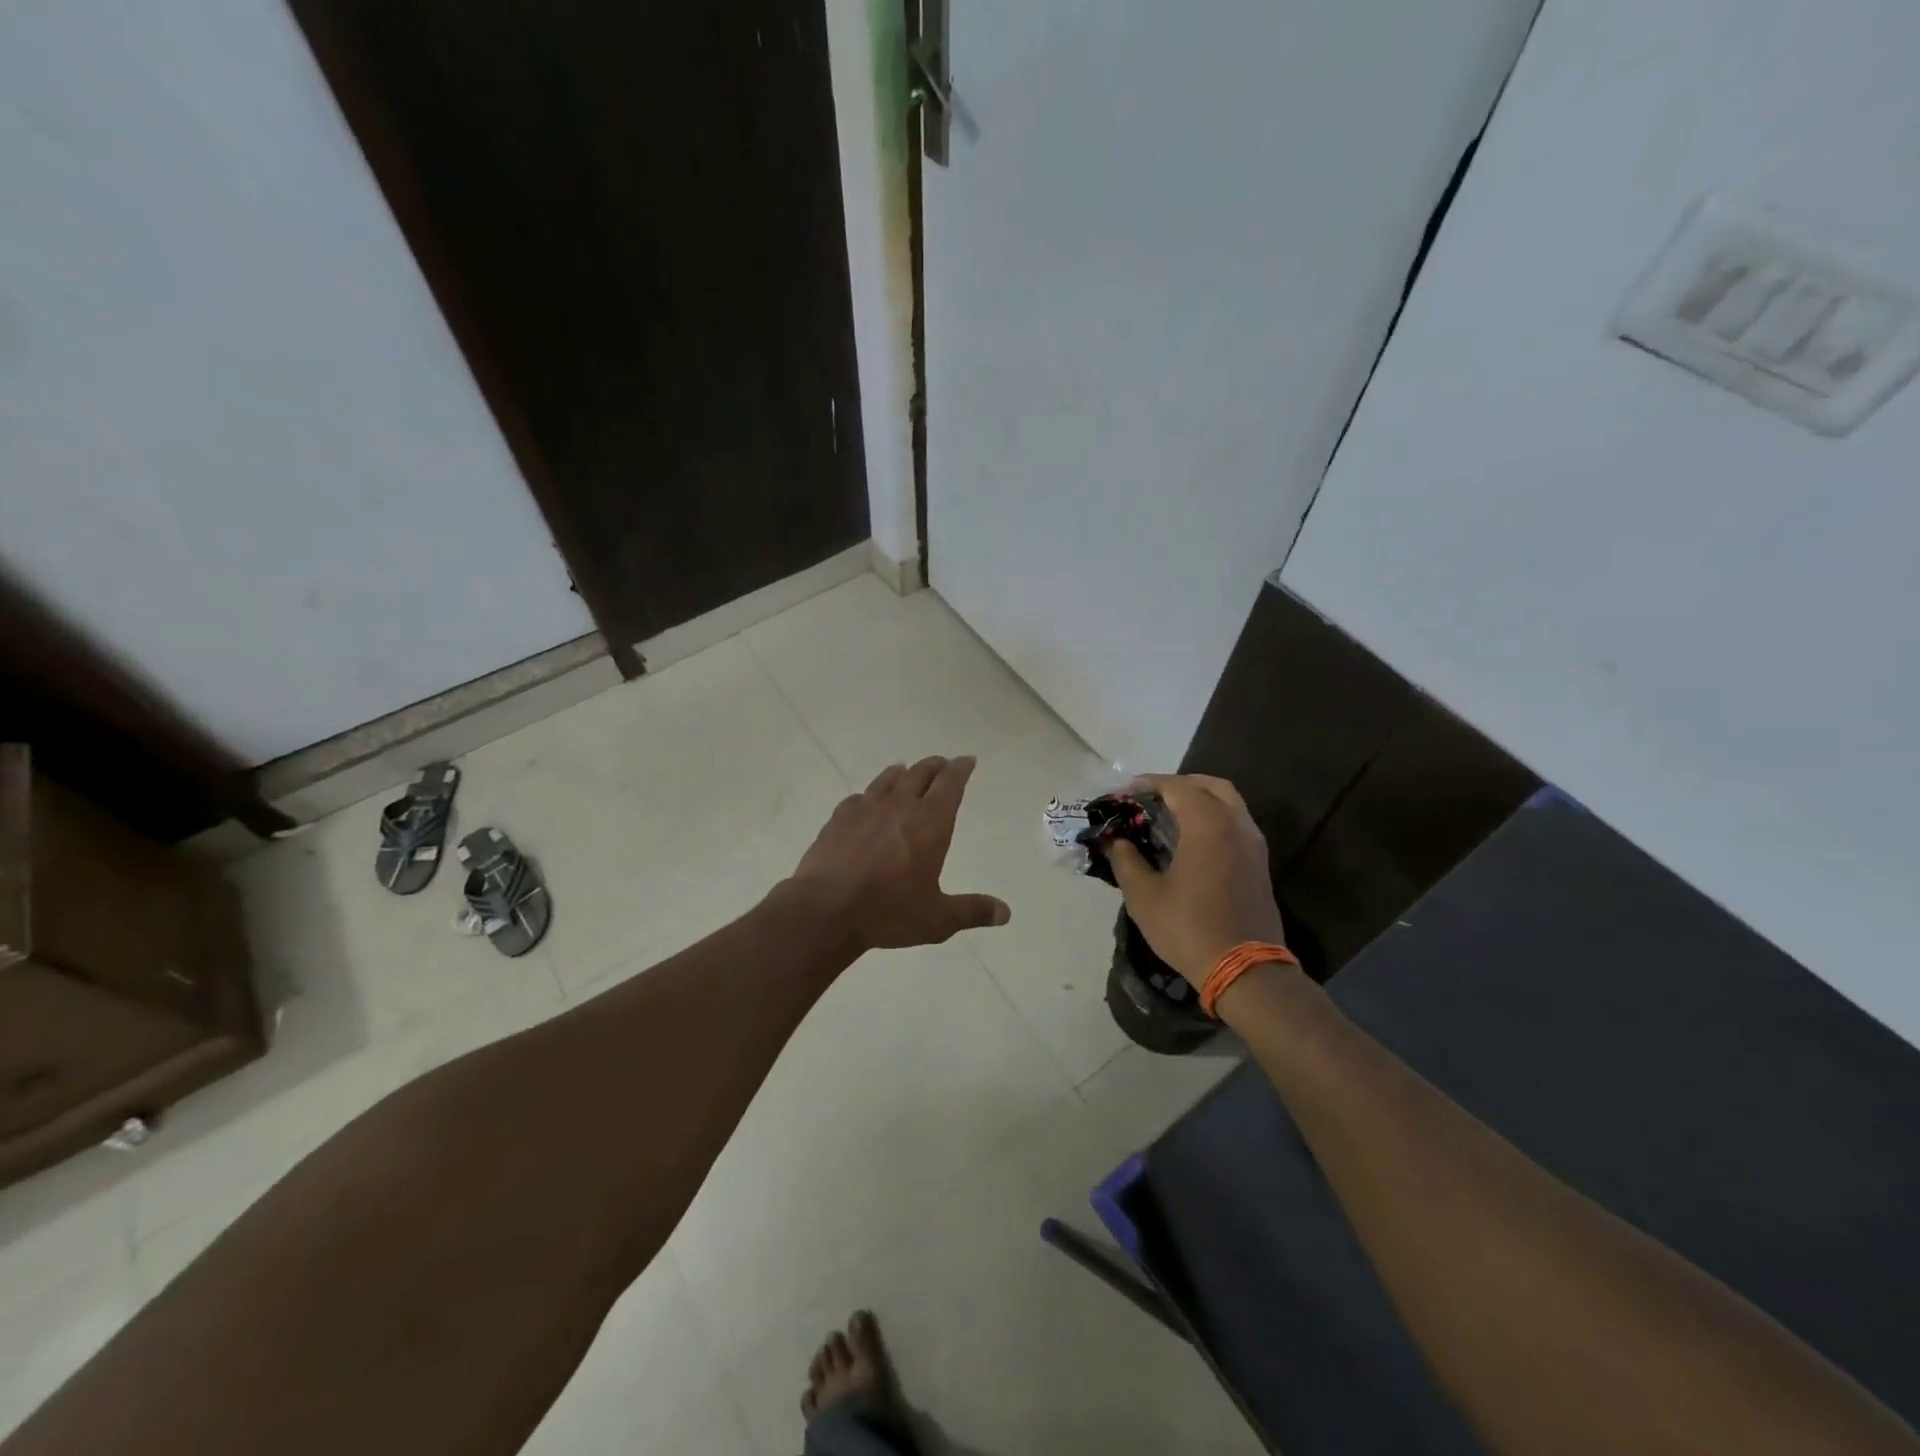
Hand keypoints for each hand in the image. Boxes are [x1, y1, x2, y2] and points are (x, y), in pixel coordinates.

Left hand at [789, 756, 1010, 952]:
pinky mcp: (838, 818)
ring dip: (903, 772)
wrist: (825, 910)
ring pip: (888, 779)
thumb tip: (1005, 913)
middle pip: (920, 773)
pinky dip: (870, 795)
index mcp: (930, 823)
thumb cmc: (889, 912)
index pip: (950, 784)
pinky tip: (866, 802)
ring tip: (907, 771)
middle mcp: (900, 806)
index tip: (966, 760)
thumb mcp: (938, 919)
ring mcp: (865, 809)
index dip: (960, 769)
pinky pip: (859, 797)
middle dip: (935, 766)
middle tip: (943, 765)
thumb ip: (972, 911)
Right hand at [1105, 773, 1286, 984]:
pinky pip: (1236, 823)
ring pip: (1228, 803)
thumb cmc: (1189, 928)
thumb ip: (1126, 860)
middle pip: (1209, 785)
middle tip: (1150, 798)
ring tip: (1168, 816)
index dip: (1148, 784)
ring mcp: (1253, 843)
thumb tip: (1115, 841)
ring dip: (1199, 800)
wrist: (1245, 970)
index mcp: (1208, 824)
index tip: (1124, 792)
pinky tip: (1190, 840)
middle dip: (1178, 785)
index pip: (1176, 786)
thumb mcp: (1144, 896)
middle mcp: (1236, 824)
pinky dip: (1214, 818)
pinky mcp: (1259, 863)